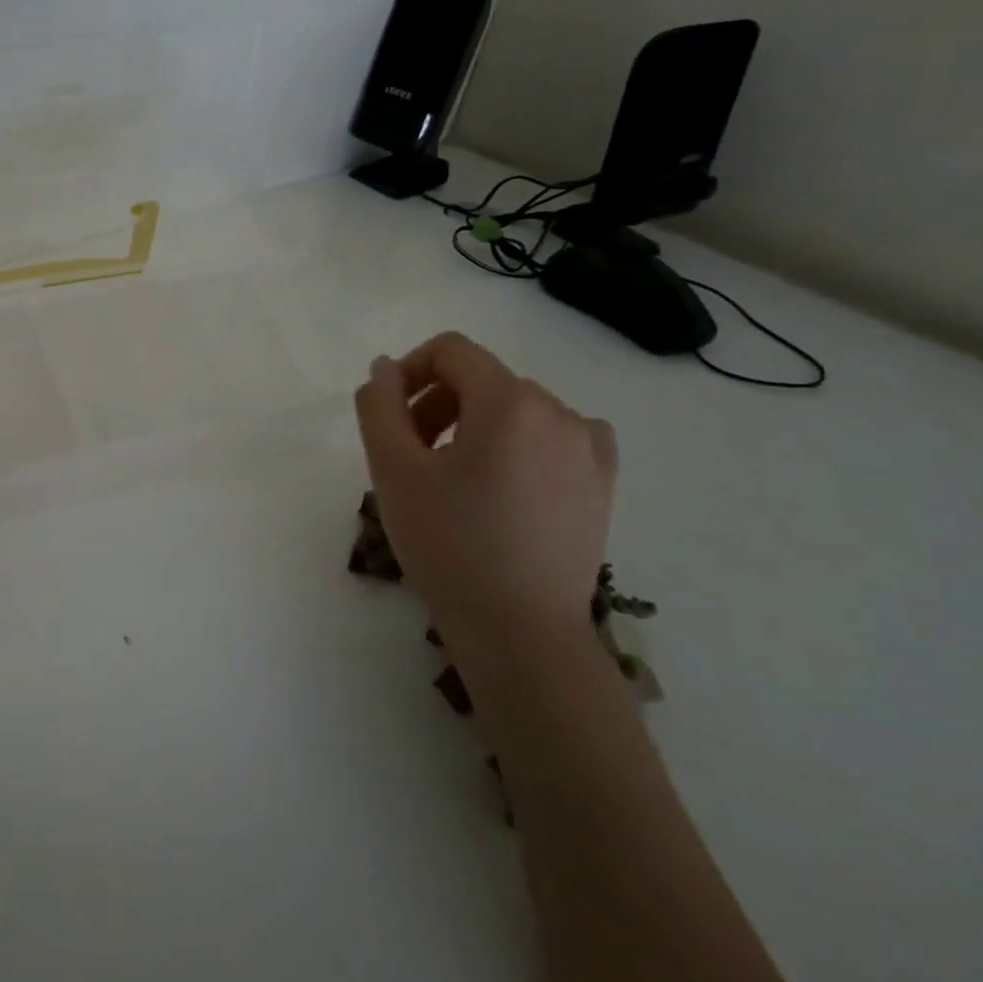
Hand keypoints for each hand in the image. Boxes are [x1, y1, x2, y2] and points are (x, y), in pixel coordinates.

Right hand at [353, 332, 617, 658]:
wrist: (520, 629)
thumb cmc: (448, 543)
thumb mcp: (393, 470)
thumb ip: (379, 406)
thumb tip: (384, 370)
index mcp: (510, 402)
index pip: (452, 351)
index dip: (409, 370)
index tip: (388, 415)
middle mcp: (559, 412)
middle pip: (482, 379)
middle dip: (437, 403)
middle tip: (409, 455)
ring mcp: (589, 448)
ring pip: (515, 409)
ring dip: (473, 425)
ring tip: (451, 478)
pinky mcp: (603, 482)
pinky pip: (554, 436)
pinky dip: (519, 444)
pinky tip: (503, 484)